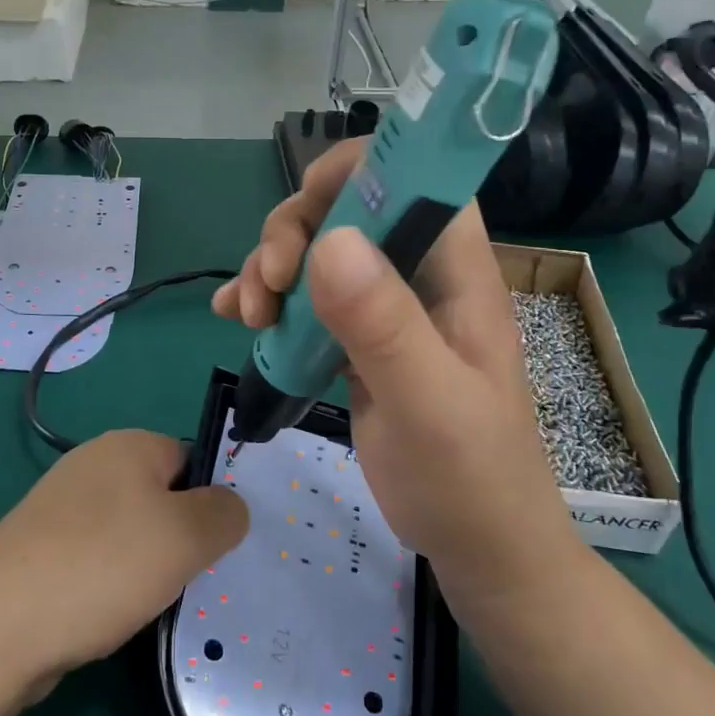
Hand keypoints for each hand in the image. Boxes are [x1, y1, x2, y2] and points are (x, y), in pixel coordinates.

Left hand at [0, 430, 248, 702]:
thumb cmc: (102, 566)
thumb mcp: (185, 536)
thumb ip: (223, 514)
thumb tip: (231, 506)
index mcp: (128, 445)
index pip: (191, 459)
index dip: (212, 500)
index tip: (223, 547)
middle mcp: (92, 466)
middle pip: (161, 497)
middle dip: (182, 539)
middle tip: (196, 580)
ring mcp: (61, 511)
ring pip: (130, 534)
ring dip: (149, 569)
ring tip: (156, 605)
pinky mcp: (41, 552)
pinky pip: (98, 562)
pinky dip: (113, 588)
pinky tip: (115, 619)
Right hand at [213, 139, 580, 598]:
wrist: (478, 547)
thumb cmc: (468, 480)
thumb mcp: (428, 405)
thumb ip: (384, 325)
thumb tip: (331, 238)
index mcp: (455, 273)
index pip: (416, 178)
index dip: (362, 168)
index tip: (307, 203)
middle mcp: (419, 277)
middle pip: (349, 209)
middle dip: (295, 231)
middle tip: (267, 286)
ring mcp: (385, 308)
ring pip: (318, 252)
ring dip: (272, 269)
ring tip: (248, 316)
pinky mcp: (357, 339)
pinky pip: (305, 299)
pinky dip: (267, 300)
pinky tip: (236, 320)